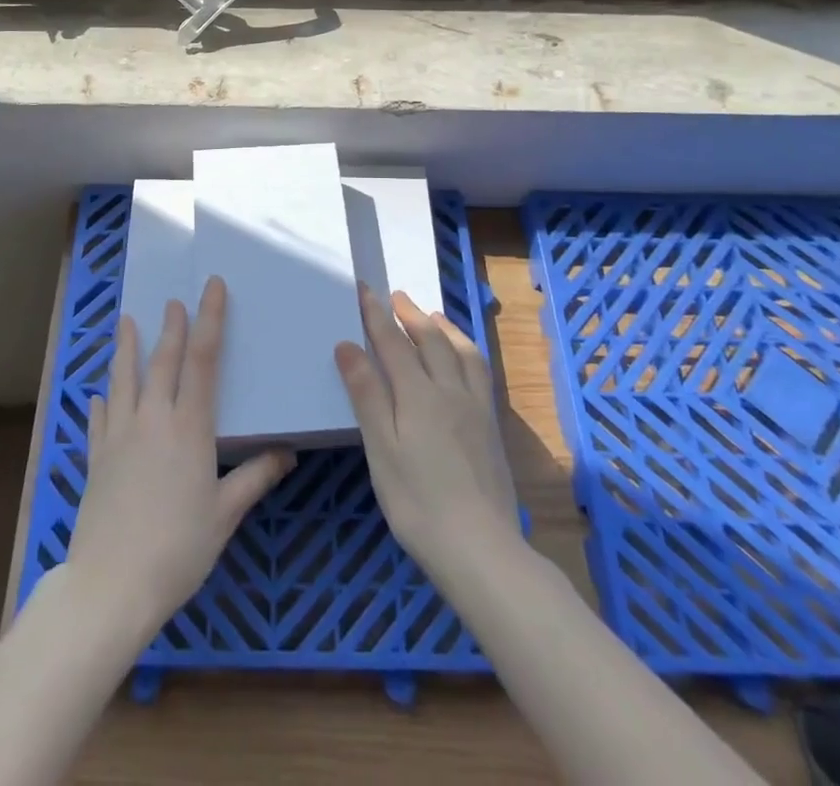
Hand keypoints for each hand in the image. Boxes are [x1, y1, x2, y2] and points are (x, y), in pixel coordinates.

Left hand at [67, 276, 294, 645]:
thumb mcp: (224, 514)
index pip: (203, 360)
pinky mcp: (97, 458)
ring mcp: (120, 435)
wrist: (112, 585)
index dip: (209, 319)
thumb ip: (255, 477)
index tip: (212, 287)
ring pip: (124, 379)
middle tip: (173, 300)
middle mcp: (153, 419)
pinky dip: (102, 401)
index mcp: (189, 427)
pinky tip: (100, 394)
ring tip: (126, 321)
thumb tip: (287, 452)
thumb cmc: (178, 549)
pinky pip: (99, 419)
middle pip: (163, 361)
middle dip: (171, 327)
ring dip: (127, 348)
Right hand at [335, 287, 521, 585]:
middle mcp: (450, 390)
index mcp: (418, 394)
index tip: (364, 290)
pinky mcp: (491, 427)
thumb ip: (367, 394)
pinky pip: (478, 371)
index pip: (393, 342)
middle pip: (430, 340)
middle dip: (410, 315)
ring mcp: (475, 408)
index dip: (377, 315)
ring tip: (432, 316)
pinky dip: (466, 351)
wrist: (482, 549)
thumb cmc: (418, 502)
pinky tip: (463, 360)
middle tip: (396, 296)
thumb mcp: (381, 449)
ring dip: (443, 328)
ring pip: (461, 352)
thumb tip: (348, 345)